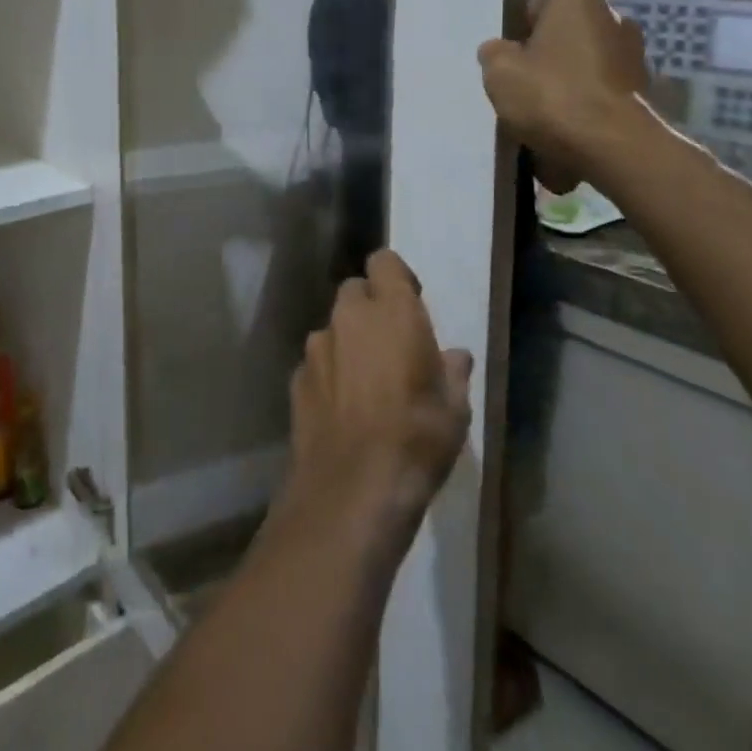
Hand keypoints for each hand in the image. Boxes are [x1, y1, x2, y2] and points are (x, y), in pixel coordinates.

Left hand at [283, 250, 472, 550]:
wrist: (351, 488)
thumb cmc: (416, 439)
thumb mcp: (453, 410)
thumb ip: (452, 372)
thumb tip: (454, 356)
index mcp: (391, 311)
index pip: (384, 262)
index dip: (396, 277)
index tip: (410, 302)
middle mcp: (349, 316)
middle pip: (355, 291)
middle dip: (370, 309)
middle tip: (390, 345)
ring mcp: (317, 346)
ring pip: (333, 327)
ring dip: (348, 342)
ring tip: (367, 384)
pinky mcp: (297, 377)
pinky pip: (318, 362)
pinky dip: (330, 373)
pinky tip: (343, 408)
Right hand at [477, 0, 652, 191]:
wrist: (614, 147)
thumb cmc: (552, 95)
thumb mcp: (499, 71)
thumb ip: (494, 52)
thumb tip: (500, 50)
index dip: (523, 11)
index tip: (509, 39)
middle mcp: (611, 14)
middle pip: (566, 23)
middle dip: (544, 45)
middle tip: (519, 72)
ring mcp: (632, 52)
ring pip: (583, 55)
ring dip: (564, 72)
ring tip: (538, 104)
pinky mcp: (641, 87)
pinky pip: (599, 84)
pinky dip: (582, 98)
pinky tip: (563, 123)